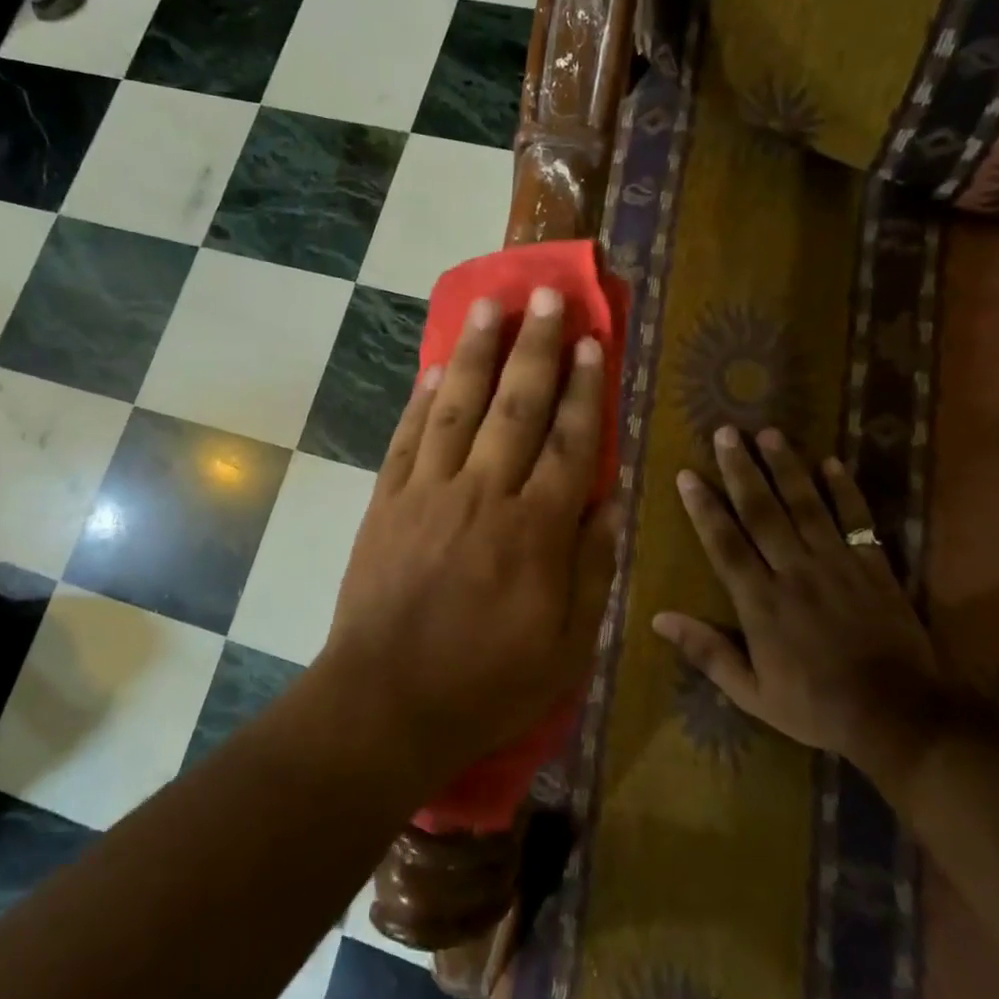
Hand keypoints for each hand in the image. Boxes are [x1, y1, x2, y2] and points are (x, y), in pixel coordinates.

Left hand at [321, 289, 618, 783]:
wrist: (386, 702)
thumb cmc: (486, 684)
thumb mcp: (566, 647)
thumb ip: (592, 569)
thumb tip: (611, 501)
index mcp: (535, 530)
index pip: (568, 442)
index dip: (583, 389)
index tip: (592, 343)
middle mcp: (483, 494)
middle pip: (516, 407)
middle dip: (535, 347)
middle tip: (546, 296)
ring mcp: (428, 492)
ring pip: (458, 407)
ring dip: (477, 352)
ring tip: (491, 305)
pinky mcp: (387, 501)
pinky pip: (408, 437)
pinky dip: (423, 399)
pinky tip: (436, 368)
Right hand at [653, 428, 936, 773]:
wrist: (897, 717)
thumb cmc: (815, 706)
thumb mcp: (752, 693)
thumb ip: (707, 652)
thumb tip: (658, 618)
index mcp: (761, 602)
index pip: (725, 544)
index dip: (704, 508)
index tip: (688, 475)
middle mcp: (795, 572)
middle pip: (762, 512)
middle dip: (741, 470)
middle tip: (726, 433)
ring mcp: (837, 565)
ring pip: (806, 506)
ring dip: (786, 467)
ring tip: (769, 433)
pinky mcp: (874, 567)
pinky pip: (857, 520)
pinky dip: (845, 491)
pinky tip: (832, 462)